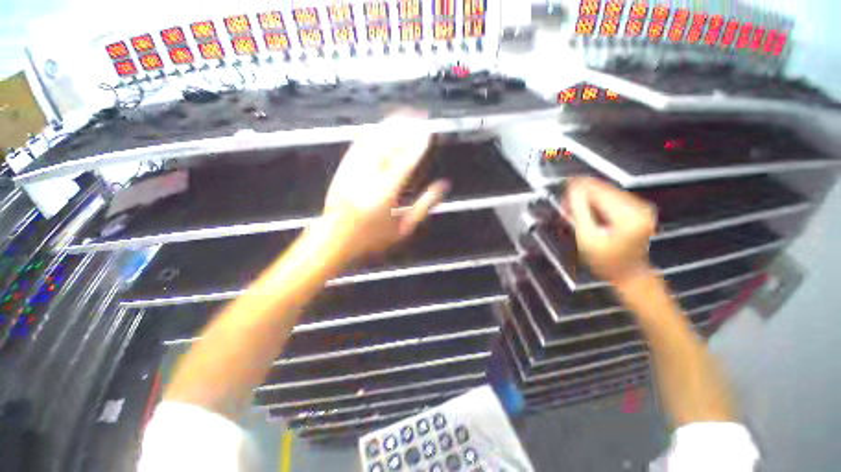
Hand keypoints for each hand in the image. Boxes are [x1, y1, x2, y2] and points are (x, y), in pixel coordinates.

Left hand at [322, 112, 448, 261]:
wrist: (336, 238)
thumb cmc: (373, 237)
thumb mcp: (404, 227)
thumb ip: (425, 205)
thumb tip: (442, 187)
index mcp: (386, 195)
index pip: (405, 163)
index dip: (418, 145)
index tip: (428, 132)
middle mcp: (369, 180)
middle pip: (389, 146)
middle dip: (405, 128)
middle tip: (418, 116)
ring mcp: (353, 172)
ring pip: (373, 142)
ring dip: (389, 126)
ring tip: (403, 116)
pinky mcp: (343, 169)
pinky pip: (357, 146)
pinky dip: (371, 134)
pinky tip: (379, 127)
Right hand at [563, 177, 656, 283]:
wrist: (628, 274)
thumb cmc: (606, 261)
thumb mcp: (587, 238)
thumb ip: (579, 212)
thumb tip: (573, 190)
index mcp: (628, 215)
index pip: (599, 191)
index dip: (580, 186)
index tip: (565, 184)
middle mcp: (639, 207)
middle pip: (604, 189)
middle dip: (583, 192)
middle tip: (565, 201)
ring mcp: (640, 208)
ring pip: (608, 192)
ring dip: (589, 196)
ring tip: (573, 207)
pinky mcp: (638, 210)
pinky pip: (613, 198)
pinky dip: (597, 201)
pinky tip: (586, 209)